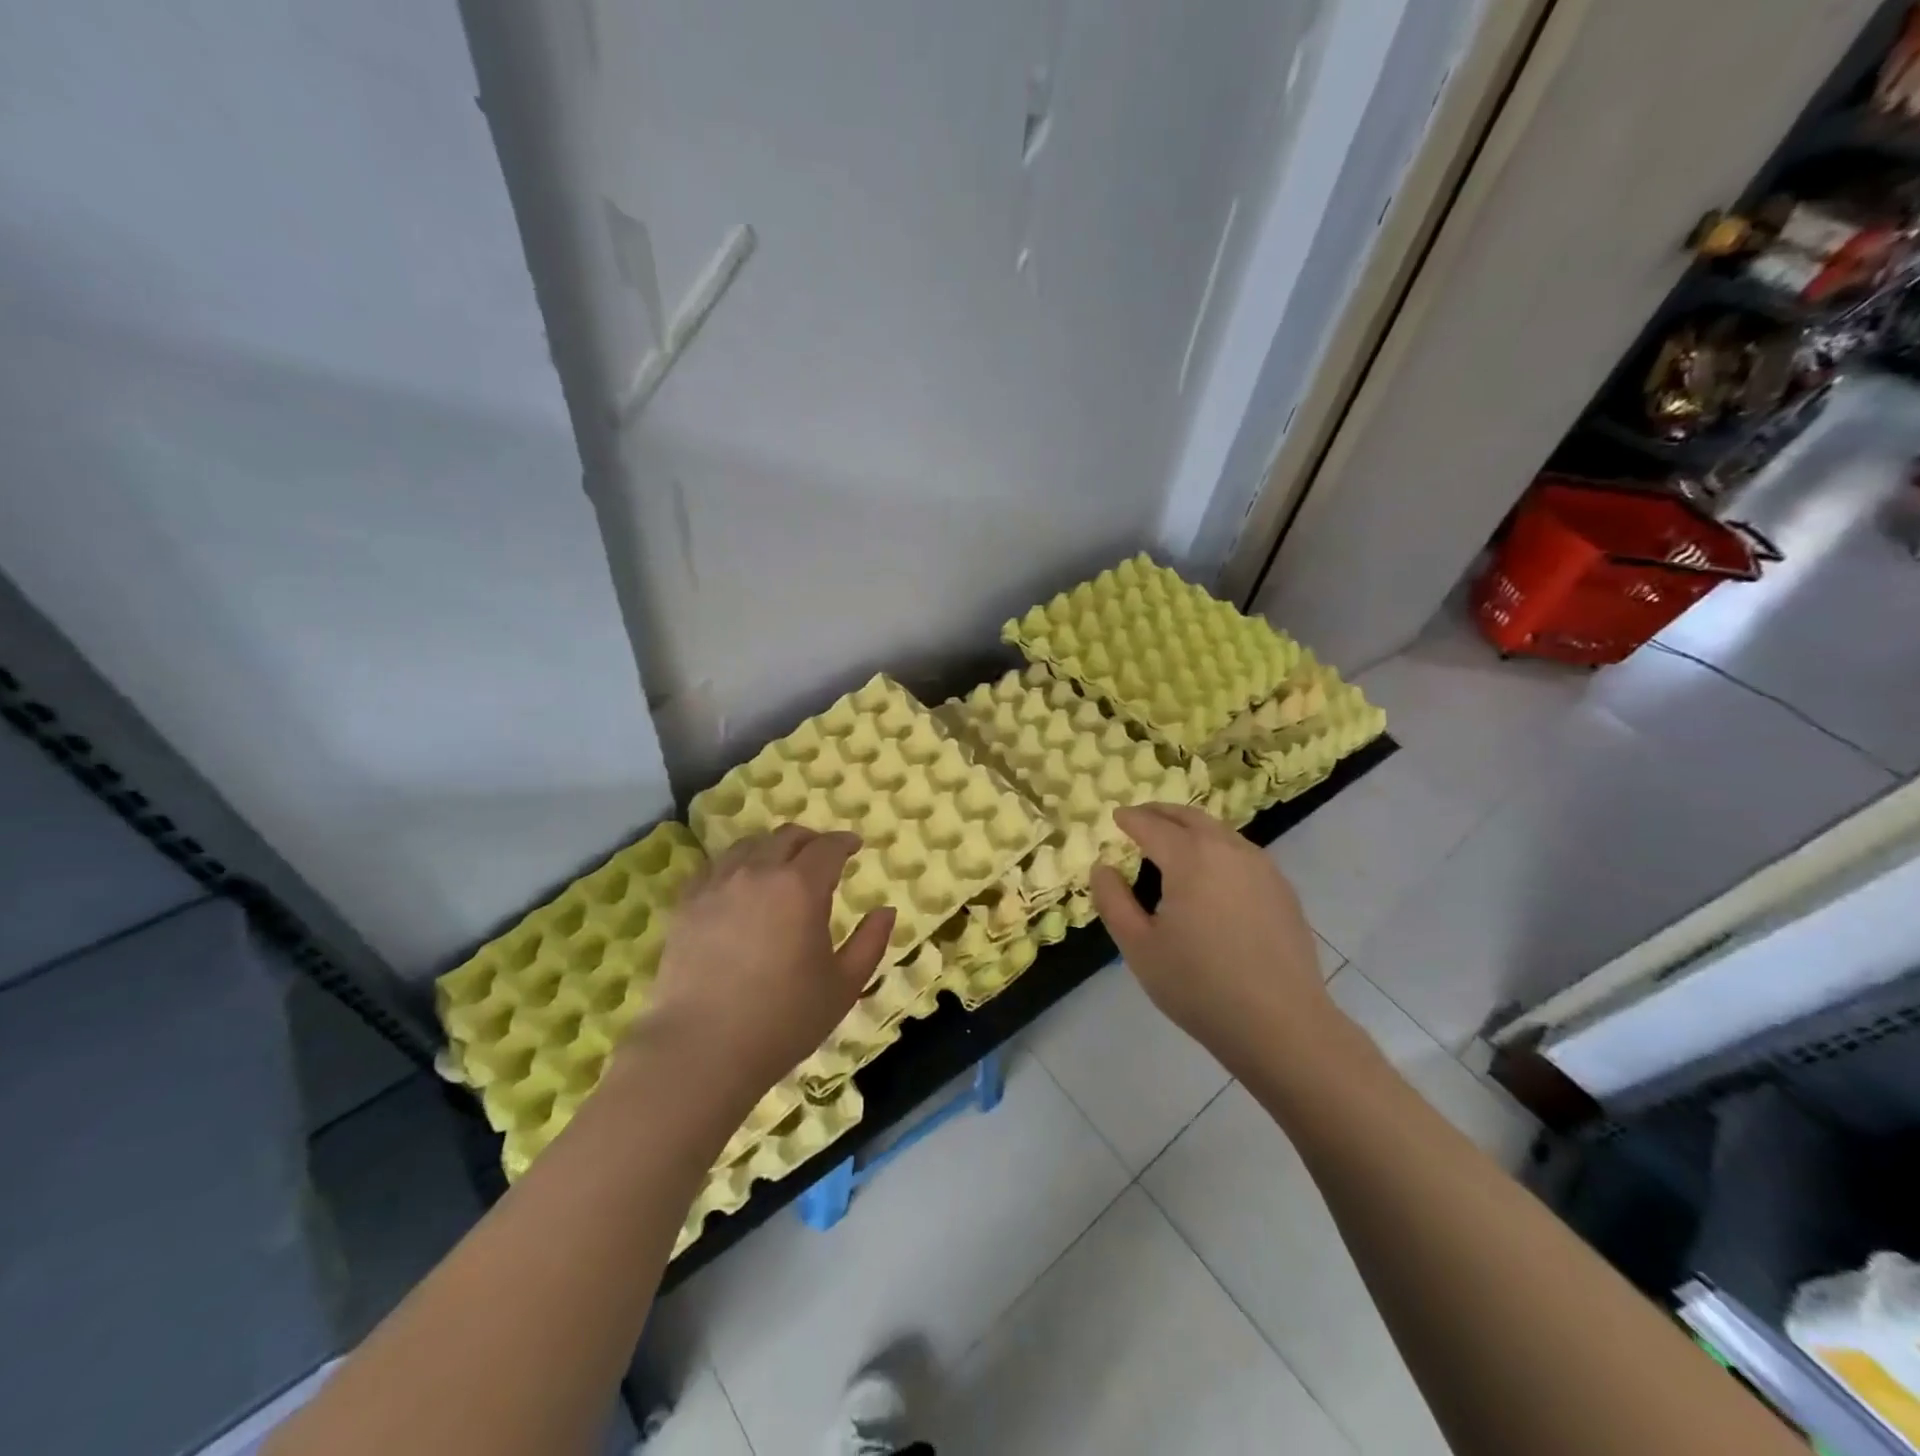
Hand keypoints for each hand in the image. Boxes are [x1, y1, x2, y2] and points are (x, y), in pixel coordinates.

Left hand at [638, 826, 895, 1103]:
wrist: (702, 1049)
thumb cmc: (783, 1020)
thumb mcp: (844, 986)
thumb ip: (871, 942)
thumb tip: (886, 911)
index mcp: (801, 887)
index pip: (828, 846)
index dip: (845, 842)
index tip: (855, 846)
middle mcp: (758, 872)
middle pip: (787, 836)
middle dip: (810, 840)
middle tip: (821, 856)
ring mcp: (716, 885)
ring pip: (748, 846)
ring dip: (771, 848)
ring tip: (779, 868)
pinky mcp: (686, 904)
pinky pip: (714, 867)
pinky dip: (735, 866)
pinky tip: (738, 885)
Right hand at [1091, 803, 1336, 1070]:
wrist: (1281, 1025)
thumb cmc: (1199, 985)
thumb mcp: (1139, 947)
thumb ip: (1113, 900)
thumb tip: (1103, 867)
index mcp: (1190, 858)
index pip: (1152, 826)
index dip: (1131, 819)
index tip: (1116, 816)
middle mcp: (1229, 850)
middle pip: (1190, 818)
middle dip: (1162, 812)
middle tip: (1141, 816)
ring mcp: (1262, 868)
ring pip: (1220, 832)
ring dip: (1192, 827)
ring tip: (1173, 840)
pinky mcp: (1283, 890)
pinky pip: (1242, 853)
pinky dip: (1217, 847)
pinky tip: (1211, 872)